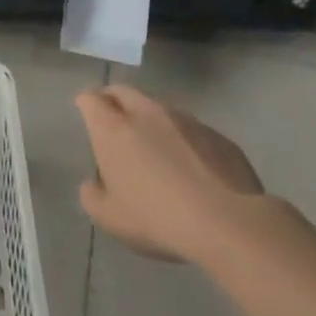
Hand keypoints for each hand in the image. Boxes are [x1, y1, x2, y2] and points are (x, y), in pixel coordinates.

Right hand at [75, 84, 267, 263]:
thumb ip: (92, 195)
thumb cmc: (157, 218)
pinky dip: (184, 139)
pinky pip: (192, 129)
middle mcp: (146, 113)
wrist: (230, 224)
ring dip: (151, 120)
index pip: (90, 98)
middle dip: (114, 101)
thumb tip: (94, 183)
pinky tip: (193, 168)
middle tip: (114, 122)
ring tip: (156, 148)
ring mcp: (186, 120)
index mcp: (112, 127)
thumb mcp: (109, 218)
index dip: (85, 104)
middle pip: (123, 91)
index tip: (86, 116)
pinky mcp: (218, 136)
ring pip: (159, 108)